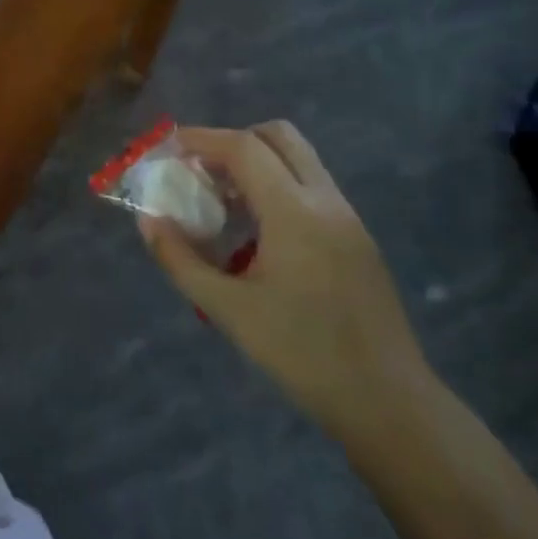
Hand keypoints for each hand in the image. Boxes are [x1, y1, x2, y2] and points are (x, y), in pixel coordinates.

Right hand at [139, 122, 431, 445]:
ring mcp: (348, 217)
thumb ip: (182, 260)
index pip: (244, 147)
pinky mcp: (358, 237)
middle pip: (279, 136)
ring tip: (225, 202)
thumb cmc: (302, 354)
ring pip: (300, 159)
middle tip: (202, 171)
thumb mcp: (229, 310)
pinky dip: (279, 187)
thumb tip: (149, 222)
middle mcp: (325, 200)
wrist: (388, 402)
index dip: (202, 138)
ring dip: (258, 163)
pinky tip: (259, 233)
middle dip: (234, 141)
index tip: (169, 148)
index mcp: (294, 211)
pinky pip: (312, 188)